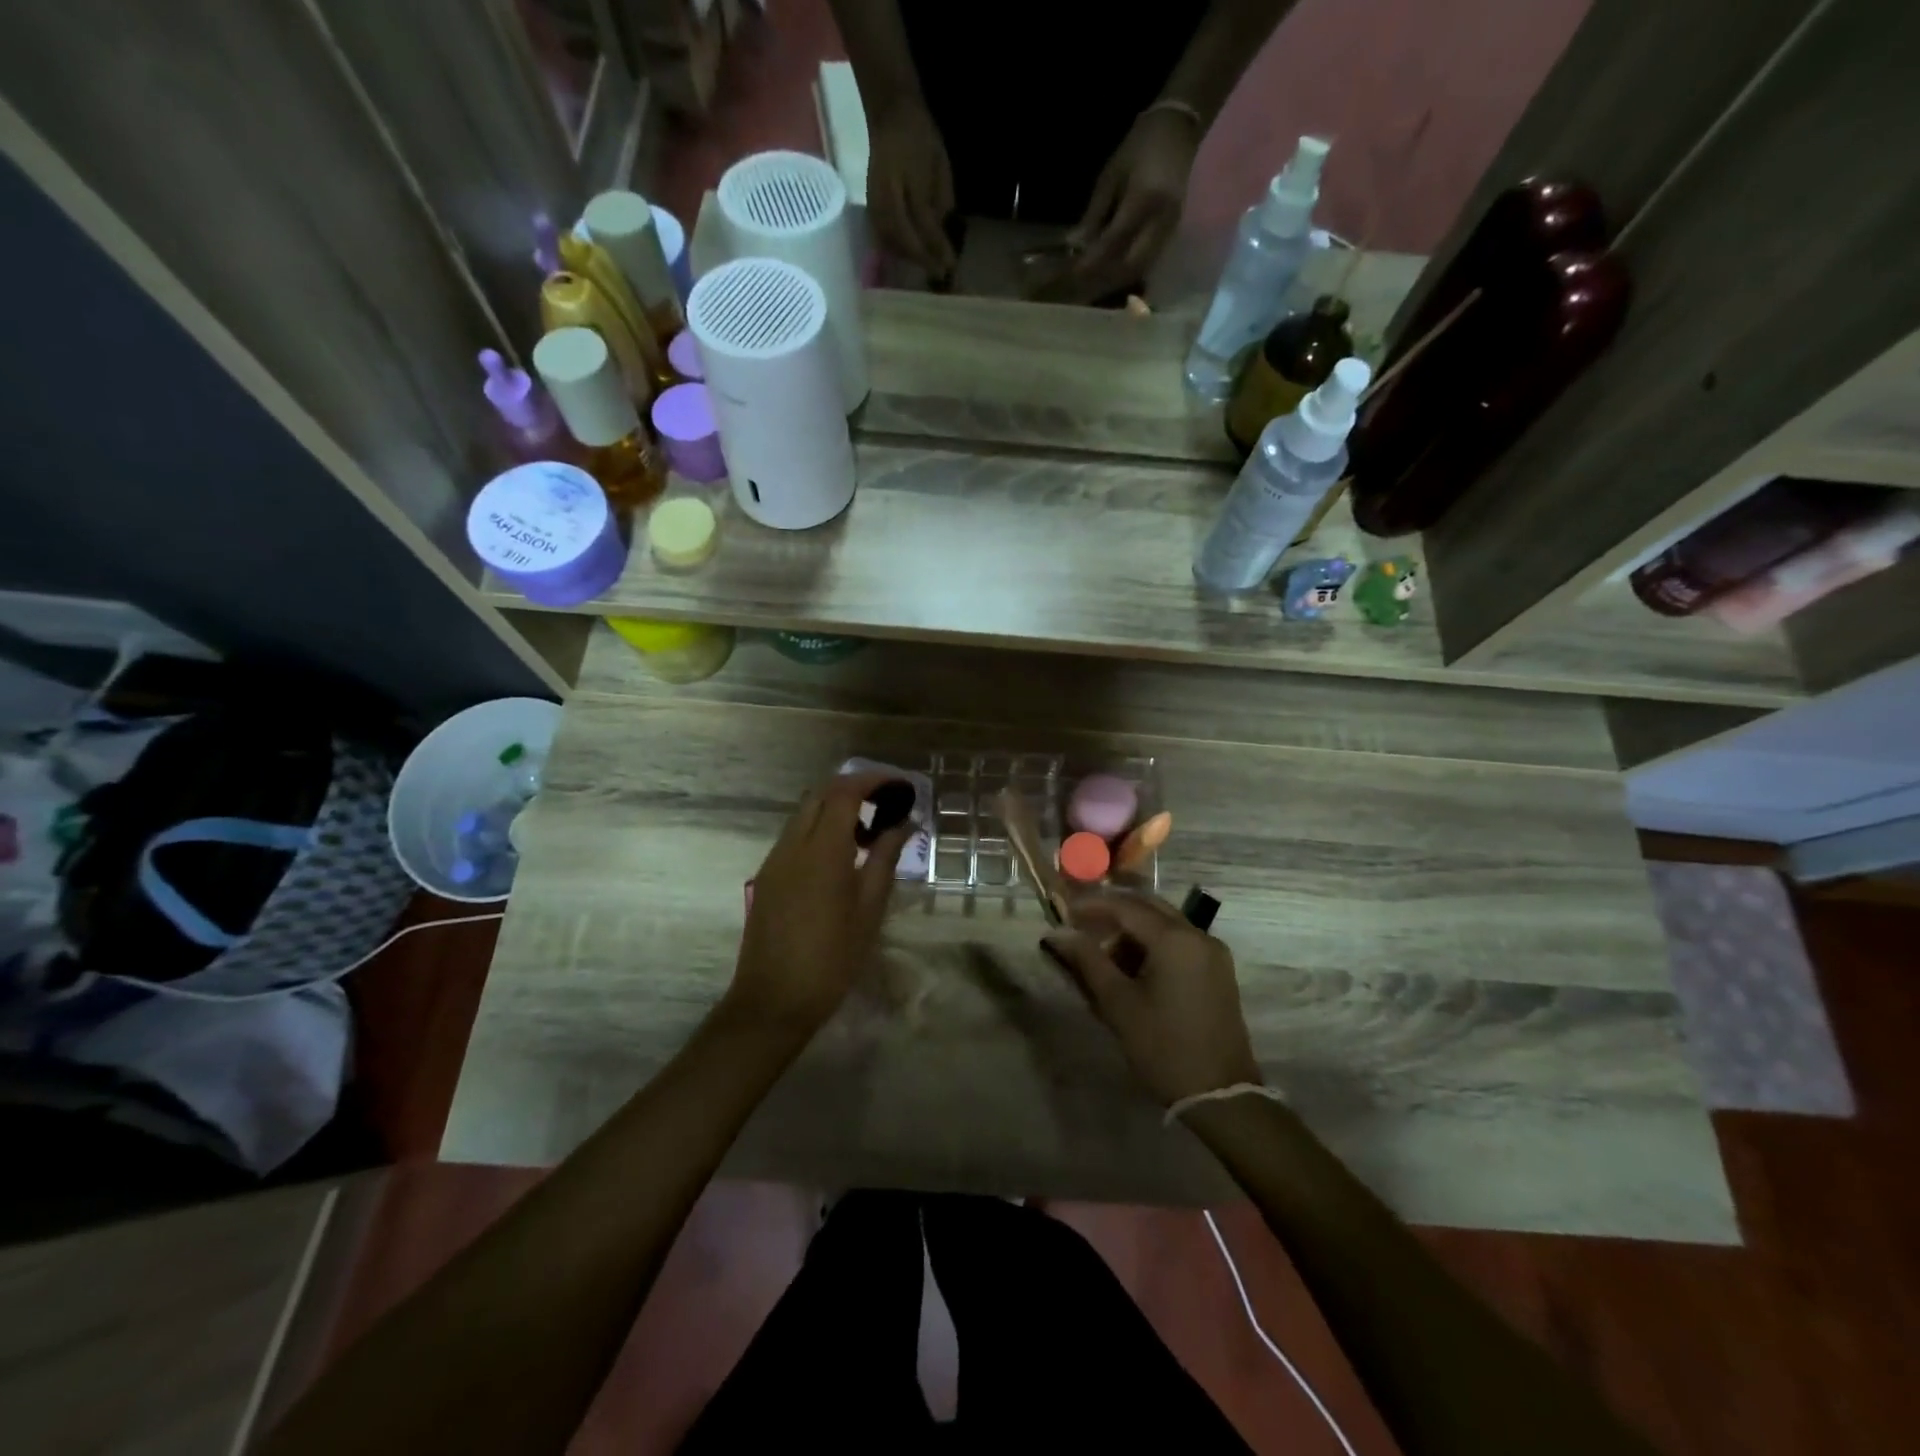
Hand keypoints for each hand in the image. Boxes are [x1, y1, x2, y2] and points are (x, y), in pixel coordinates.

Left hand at [728, 772, 912, 1032]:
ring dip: (835, 808)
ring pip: (804, 813)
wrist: (774, 1000)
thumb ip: (885, 858)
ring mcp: (774, 860)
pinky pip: (794, 836)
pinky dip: (819, 829)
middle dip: (854, 788)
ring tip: (869, 832)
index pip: (844, 792)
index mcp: (822, 850)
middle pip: (820, 793)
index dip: (873, 780)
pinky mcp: (767, 876)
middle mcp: (793, 845)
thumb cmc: (833, 959)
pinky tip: (841, 857)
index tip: (900, 786)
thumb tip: (904, 823)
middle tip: (886, 804)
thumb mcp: (869, 909)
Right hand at [867, 97, 956, 277]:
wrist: (893, 114)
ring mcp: (874, 209)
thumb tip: (942, 237)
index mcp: (898, 192)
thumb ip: (939, 203)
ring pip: (892, 245)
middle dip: (922, 260)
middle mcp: (881, 205)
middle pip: (902, 245)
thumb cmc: (919, 138)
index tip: (950, 265)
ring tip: (929, 266)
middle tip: (941, 272)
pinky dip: (899, 250)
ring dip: (910, 259)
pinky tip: (912, 254)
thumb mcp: (937, 168)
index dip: (934, 252)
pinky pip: (884, 238)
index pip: (918, 232)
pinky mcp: (872, 210)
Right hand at [1041, 890, 1259, 1105]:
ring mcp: (1213, 952)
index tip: (1064, 913)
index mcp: (1175, 939)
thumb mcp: (1119, 1003)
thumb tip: (1058, 934)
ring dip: (1133, 930)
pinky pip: (1179, 941)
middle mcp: (1198, 935)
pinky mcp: (1218, 969)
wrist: (1220, 1095)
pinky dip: (1153, 944)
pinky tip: (1133, 968)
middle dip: (1113, 913)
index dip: (1092, 906)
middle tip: (1081, 927)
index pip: (1125, 907)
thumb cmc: (1163, 1047)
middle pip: (1148, 907)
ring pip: (1164, 923)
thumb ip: (1087, 961)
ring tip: (1103, 955)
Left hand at [1067, 107, 1199, 299]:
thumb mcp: (1111, 175)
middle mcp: (1161, 221)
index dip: (1090, 261)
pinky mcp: (1171, 236)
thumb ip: (1095, 214)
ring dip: (1113, 282)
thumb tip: (1075, 246)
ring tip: (1089, 288)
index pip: (1114, 241)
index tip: (1070, 274)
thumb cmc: (1141, 145)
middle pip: (1128, 266)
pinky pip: (1146, 265)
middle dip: (1101, 280)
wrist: (1180, 128)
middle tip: (1077, 287)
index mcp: (1145, 199)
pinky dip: (1125, 275)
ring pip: (1138, 270)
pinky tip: (1108, 277)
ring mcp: (1169, 230)